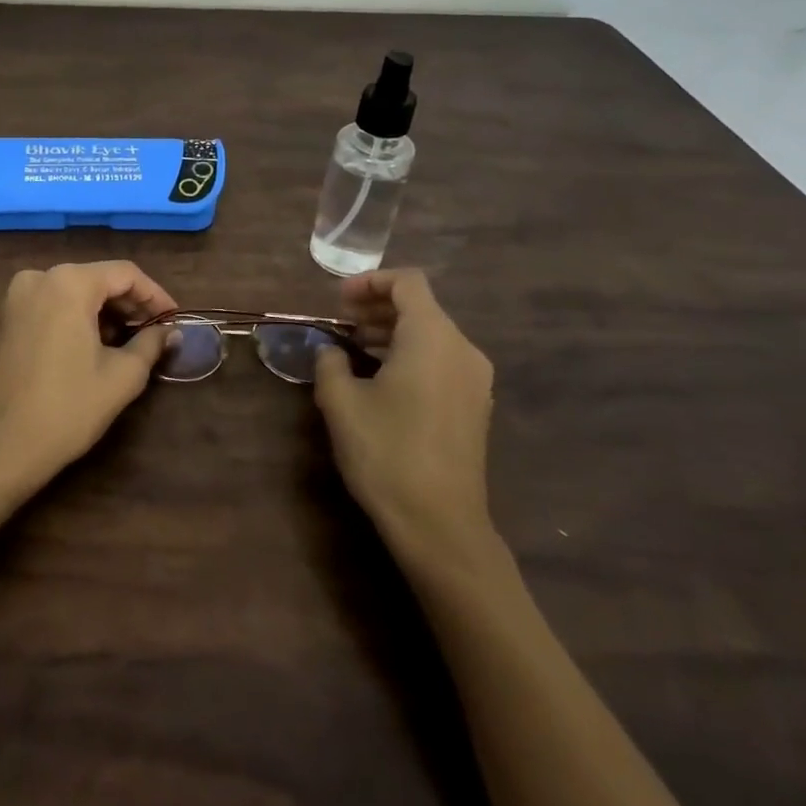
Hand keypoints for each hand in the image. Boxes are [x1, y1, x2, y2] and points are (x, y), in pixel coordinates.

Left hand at [0, 261, 175, 499]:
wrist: (2, 446)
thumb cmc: (68, 408)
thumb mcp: (122, 376)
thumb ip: (150, 344)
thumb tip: (170, 332)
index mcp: (69, 283)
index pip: (125, 274)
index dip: (155, 295)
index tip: (175, 319)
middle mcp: (40, 277)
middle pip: (98, 278)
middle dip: (130, 303)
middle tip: (156, 332)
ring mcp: (18, 296)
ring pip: (75, 291)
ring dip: (105, 311)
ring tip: (130, 341)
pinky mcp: (7, 318)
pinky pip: (53, 304)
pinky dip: (78, 316)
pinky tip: (96, 343)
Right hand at [313, 268, 498, 575]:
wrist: (439, 524)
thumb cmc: (386, 453)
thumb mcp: (340, 403)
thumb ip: (330, 363)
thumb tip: (331, 352)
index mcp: (432, 337)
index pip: (407, 282)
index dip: (370, 282)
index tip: (338, 302)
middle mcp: (462, 349)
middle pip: (421, 307)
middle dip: (378, 308)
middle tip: (341, 325)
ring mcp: (475, 380)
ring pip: (432, 335)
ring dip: (393, 334)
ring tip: (356, 352)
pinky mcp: (476, 406)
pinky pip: (442, 361)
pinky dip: (411, 356)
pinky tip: (383, 382)